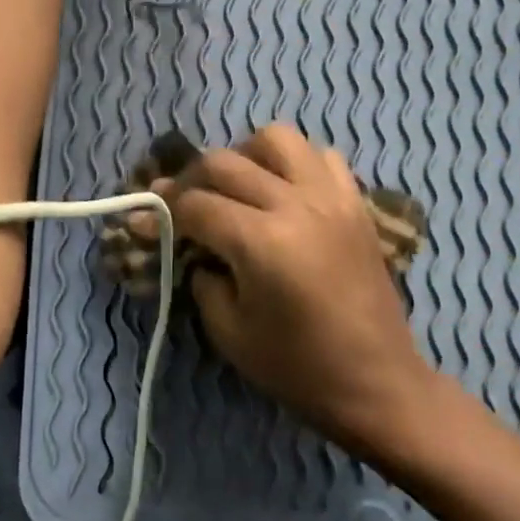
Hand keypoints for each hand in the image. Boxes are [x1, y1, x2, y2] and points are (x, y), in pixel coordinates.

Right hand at [159, 124, 436, 460]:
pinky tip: (284, 192)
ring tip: (236, 187)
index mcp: (262, 241)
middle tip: (179, 203)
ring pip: (276, 139)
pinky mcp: (355, 203)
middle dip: (191, 179)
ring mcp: (331, 197)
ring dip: (244, 156)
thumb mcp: (229, 332)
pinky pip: (320, 157)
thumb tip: (192, 246)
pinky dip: (294, 163)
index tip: (144, 219)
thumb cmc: (297, 367)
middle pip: (226, 163)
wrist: (376, 381)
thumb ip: (202, 277)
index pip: (195, 205)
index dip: (162, 211)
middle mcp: (296, 204)